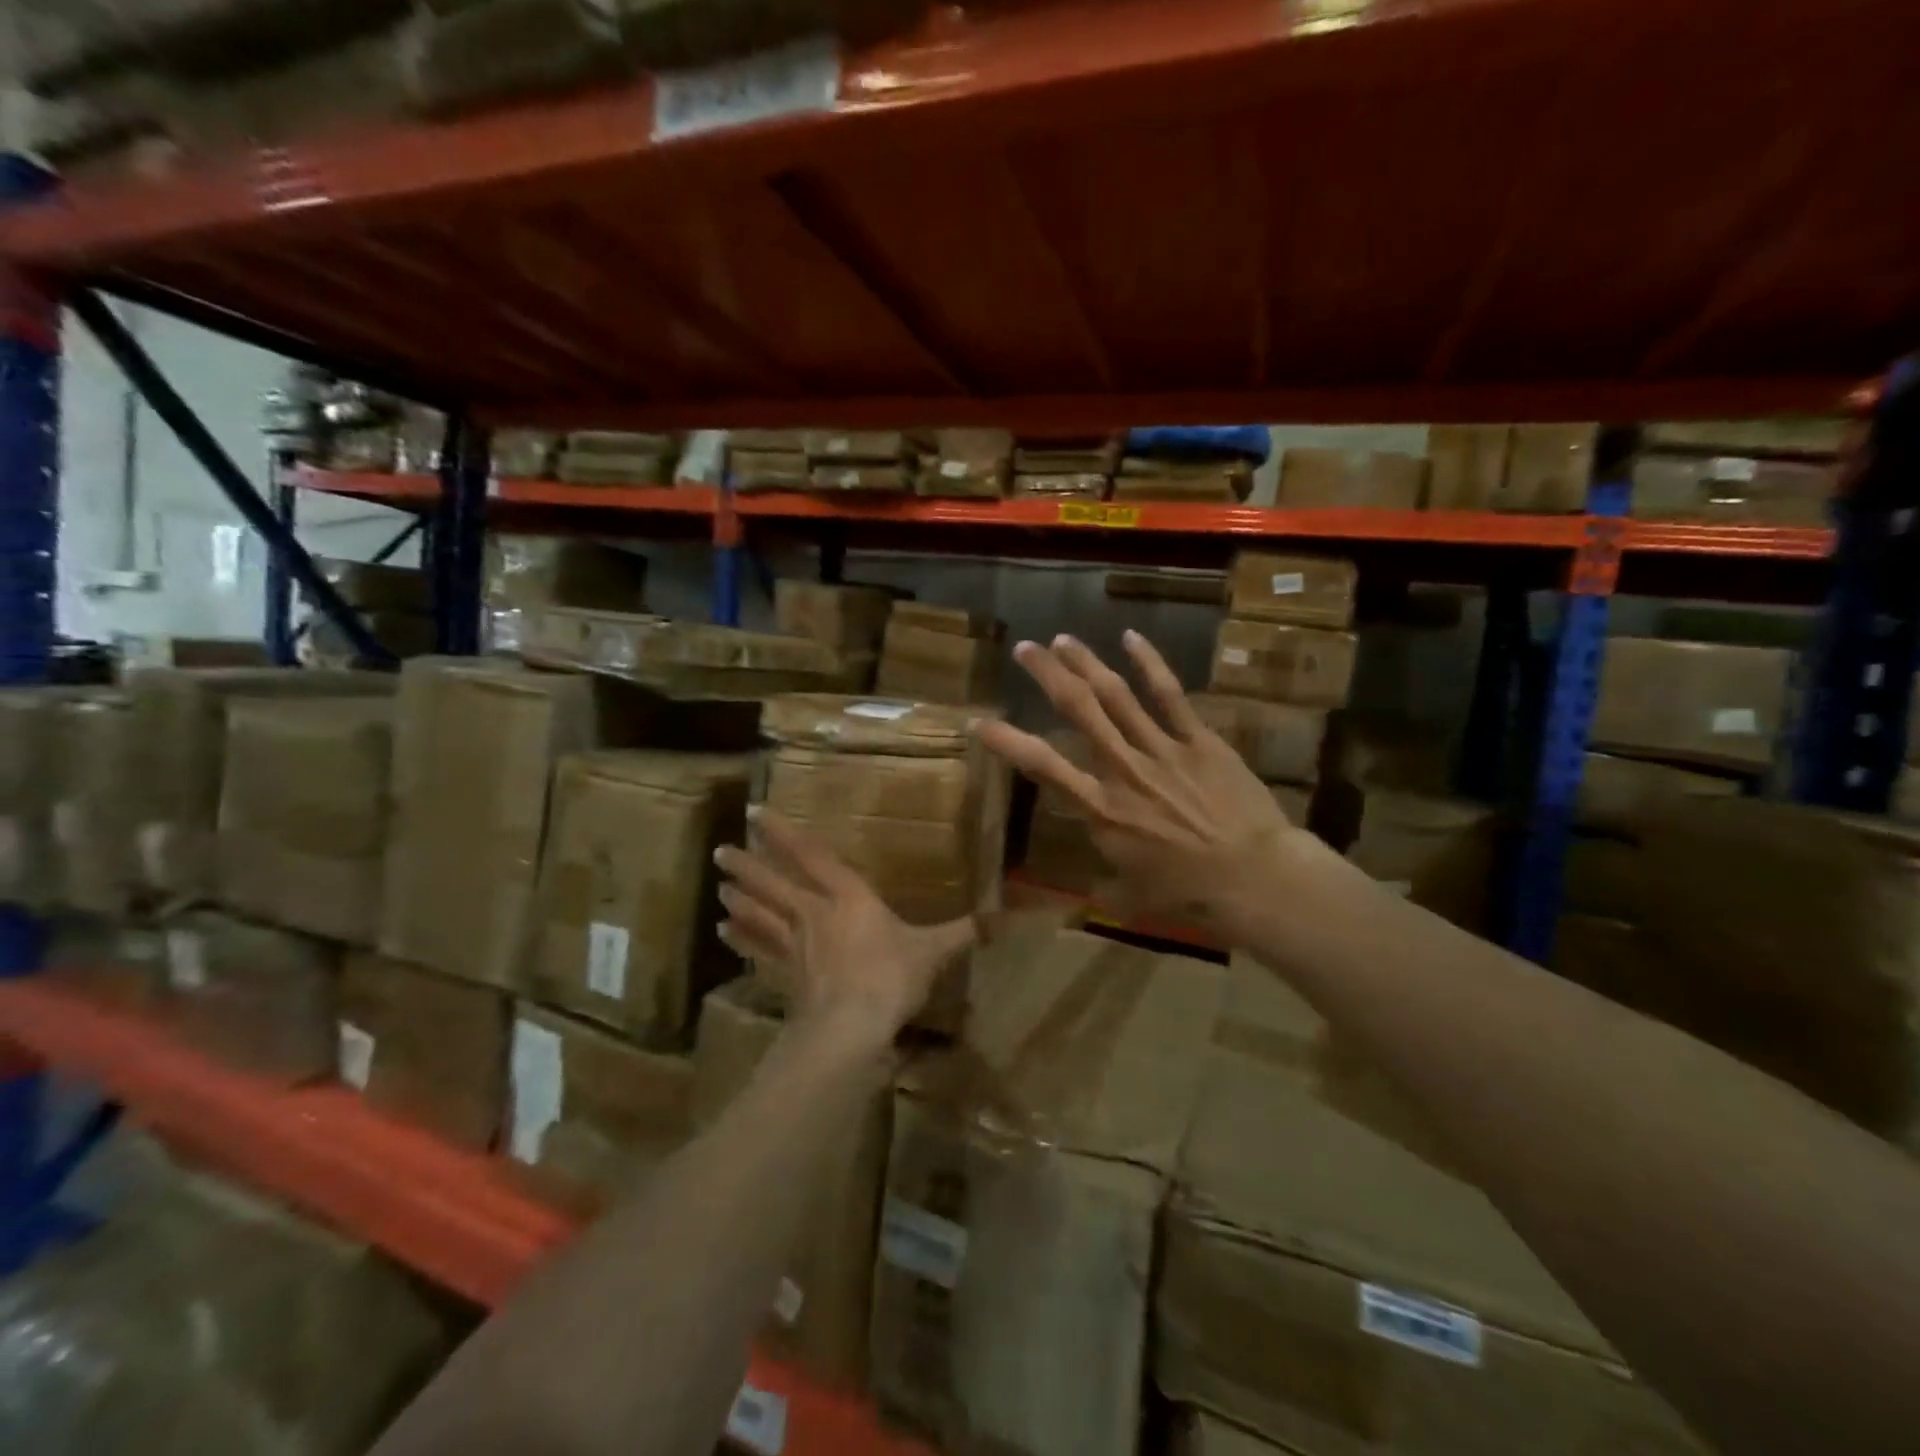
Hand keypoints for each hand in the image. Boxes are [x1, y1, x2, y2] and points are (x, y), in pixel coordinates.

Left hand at [714, 810, 976, 1046]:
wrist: (852, 1027)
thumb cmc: (891, 977)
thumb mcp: (932, 951)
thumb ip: (961, 933)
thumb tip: (1000, 918)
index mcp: (849, 897)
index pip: (812, 857)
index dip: (784, 834)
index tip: (755, 812)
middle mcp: (815, 914)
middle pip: (775, 884)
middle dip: (748, 865)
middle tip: (721, 851)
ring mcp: (795, 946)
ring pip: (761, 914)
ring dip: (740, 898)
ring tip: (720, 886)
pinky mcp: (786, 975)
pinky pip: (759, 951)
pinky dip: (742, 939)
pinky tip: (723, 931)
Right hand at [976, 631, 1318, 939]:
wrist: (1255, 879)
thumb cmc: (1189, 896)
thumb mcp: (1130, 898)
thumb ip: (1102, 885)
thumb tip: (1086, 891)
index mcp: (1101, 809)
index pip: (1042, 765)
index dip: (1007, 741)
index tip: (980, 721)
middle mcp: (1122, 769)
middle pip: (1078, 710)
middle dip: (1048, 675)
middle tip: (1026, 649)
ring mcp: (1161, 749)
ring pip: (1115, 694)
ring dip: (1086, 663)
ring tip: (1063, 639)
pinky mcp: (1199, 740)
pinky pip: (1169, 694)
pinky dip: (1149, 663)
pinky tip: (1130, 637)